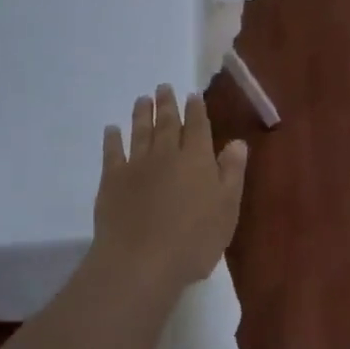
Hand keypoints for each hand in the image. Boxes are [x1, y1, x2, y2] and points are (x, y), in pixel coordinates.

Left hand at [94, 84, 246, 290]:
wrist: (140, 262)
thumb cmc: (193, 241)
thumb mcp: (227, 209)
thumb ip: (232, 173)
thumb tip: (237, 142)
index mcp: (197, 159)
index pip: (198, 126)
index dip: (196, 109)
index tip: (192, 95)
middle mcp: (167, 154)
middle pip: (167, 123)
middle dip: (167, 104)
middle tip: (163, 86)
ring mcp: (137, 165)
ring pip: (140, 132)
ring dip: (142, 114)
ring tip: (142, 99)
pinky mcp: (112, 180)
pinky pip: (112, 152)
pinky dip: (112, 139)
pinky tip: (112, 129)